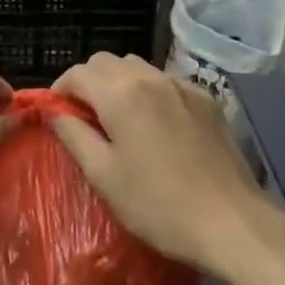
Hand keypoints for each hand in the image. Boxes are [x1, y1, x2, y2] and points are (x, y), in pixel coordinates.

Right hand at [49, 53, 284, 280]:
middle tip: (83, 117)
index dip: (60, 90)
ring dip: (118, 83)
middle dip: (88, 82)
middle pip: (107, 61)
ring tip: (117, 119)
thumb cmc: (156, 204)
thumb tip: (54, 112)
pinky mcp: (208, 101)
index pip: (78, 73)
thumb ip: (73, 135)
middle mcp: (151, 78)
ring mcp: (184, 86)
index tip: (56, 115)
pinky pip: (167, 82)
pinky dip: (149, 91)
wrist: (230, 222)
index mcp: (121, 94)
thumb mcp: (103, 175)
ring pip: (138, 67)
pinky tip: (154, 125)